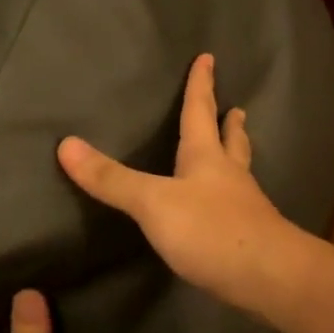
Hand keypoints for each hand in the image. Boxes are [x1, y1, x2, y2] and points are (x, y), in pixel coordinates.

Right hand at [57, 53, 299, 314]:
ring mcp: (246, 205)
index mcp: (207, 158)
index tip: (208, 58)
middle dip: (229, 123)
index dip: (201, 85)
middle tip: (237, 108)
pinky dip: (234, 194)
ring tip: (237, 147)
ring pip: (240, 171)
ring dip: (237, 155)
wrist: (266, 275)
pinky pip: (241, 204)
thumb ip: (113, 179)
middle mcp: (230, 175)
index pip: (200, 112)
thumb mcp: (153, 203)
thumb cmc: (210, 230)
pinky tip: (231, 205)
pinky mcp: (250, 235)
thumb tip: (66, 144)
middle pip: (231, 141)